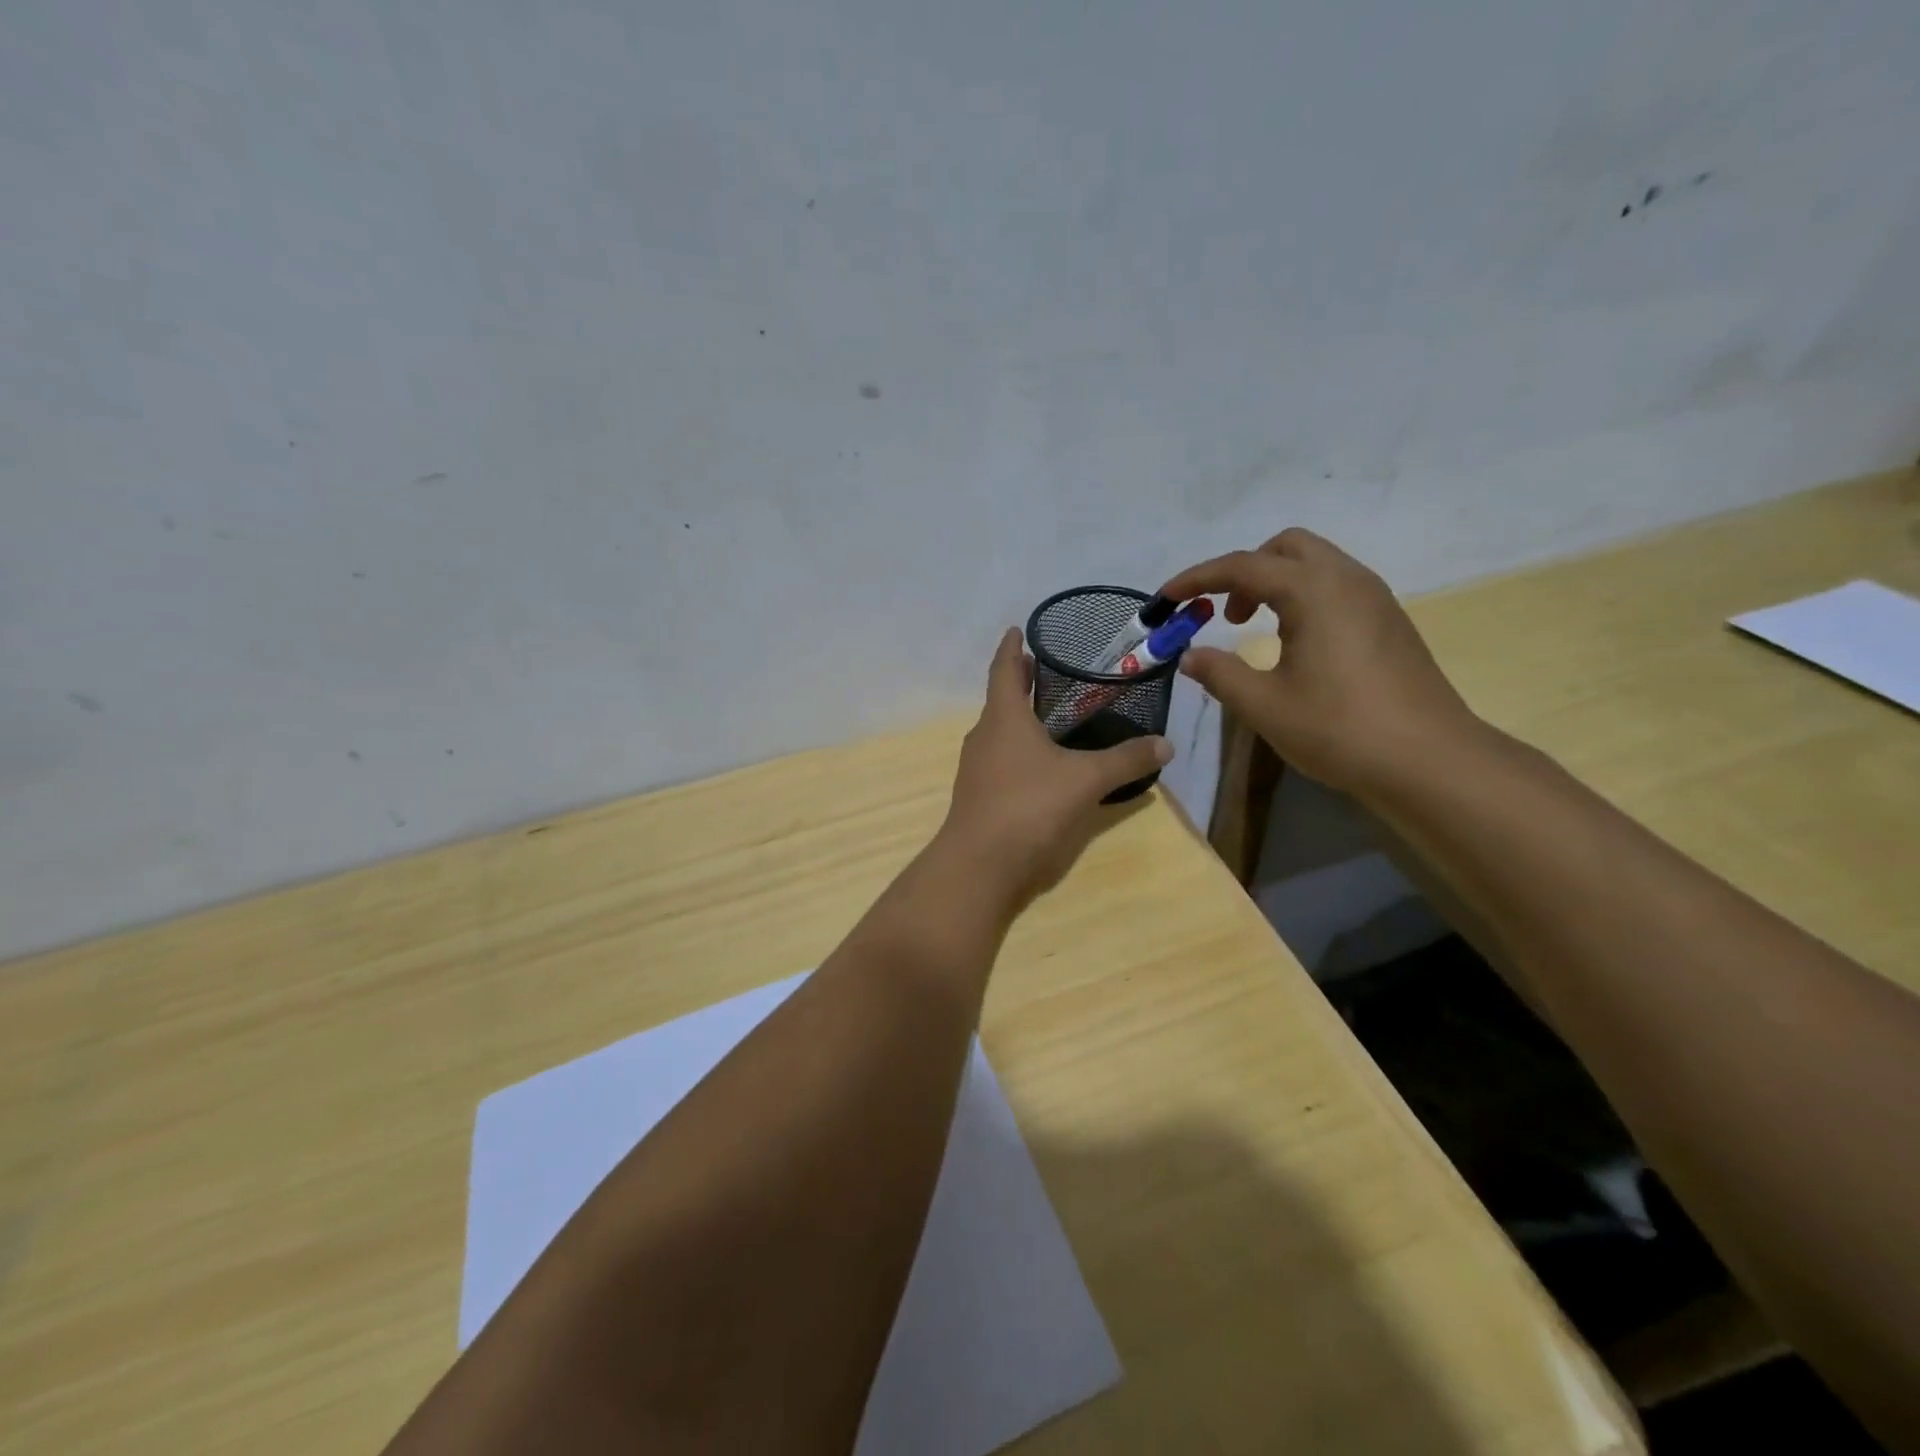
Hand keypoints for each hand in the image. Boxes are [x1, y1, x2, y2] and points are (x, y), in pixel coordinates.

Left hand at [938, 628, 1172, 910]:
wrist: (979, 865)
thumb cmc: (1028, 806)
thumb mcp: (1085, 780)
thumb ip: (1126, 760)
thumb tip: (1166, 744)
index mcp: (1003, 717)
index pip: (1004, 669)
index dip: (1011, 648)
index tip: (1018, 629)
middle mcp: (984, 736)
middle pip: (1001, 699)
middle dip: (1021, 682)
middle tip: (1048, 670)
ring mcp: (977, 768)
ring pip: (1001, 731)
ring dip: (1021, 718)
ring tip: (1052, 715)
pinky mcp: (980, 795)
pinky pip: (1002, 759)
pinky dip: (1021, 750)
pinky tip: (1043, 764)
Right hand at [1161, 528, 1484, 796]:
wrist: (1429, 760)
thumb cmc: (1339, 729)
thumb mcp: (1264, 705)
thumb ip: (1220, 673)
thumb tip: (1190, 656)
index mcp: (1314, 591)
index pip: (1243, 565)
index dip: (1197, 578)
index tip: (1166, 599)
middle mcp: (1347, 580)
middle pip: (1285, 548)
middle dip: (1243, 571)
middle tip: (1222, 615)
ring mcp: (1374, 598)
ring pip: (1314, 564)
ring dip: (1274, 583)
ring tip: (1253, 629)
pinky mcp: (1388, 620)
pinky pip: (1334, 586)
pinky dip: (1301, 597)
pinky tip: (1293, 643)